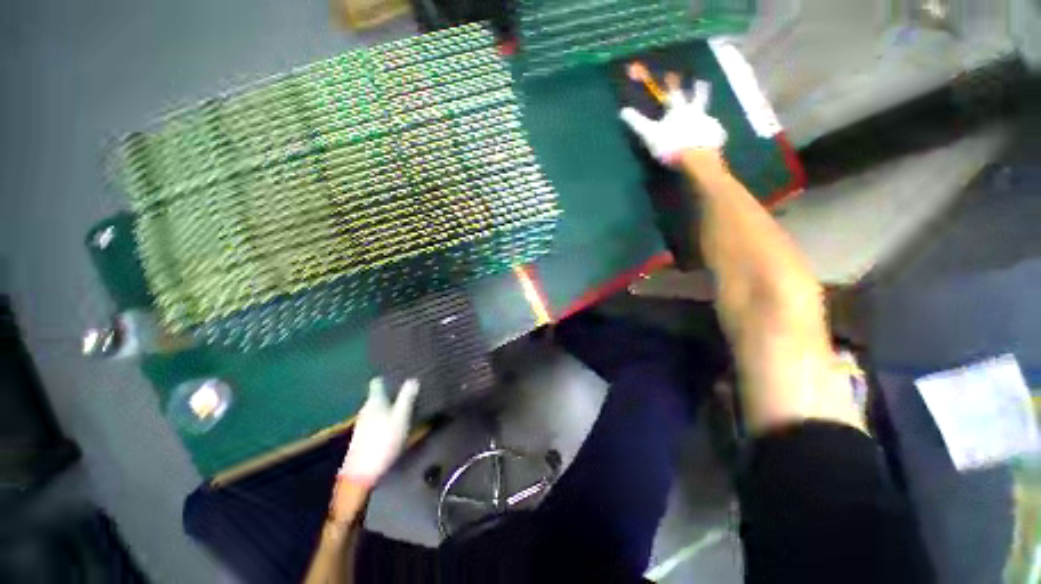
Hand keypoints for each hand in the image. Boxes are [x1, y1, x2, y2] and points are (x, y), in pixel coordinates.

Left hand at [338, 377, 419, 488]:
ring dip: (389, 404)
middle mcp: (366, 408)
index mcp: (375, 401)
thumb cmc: (383, 442)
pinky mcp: (364, 436)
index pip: (378, 381)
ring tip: (406, 403)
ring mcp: (363, 423)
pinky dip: (386, 416)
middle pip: (378, 394)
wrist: (361, 475)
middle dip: (392, 390)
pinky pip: (377, 418)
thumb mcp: (400, 418)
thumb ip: (406, 398)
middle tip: (409, 387)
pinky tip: (395, 421)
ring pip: (378, 407)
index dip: (388, 376)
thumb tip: (413, 378)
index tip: (400, 372)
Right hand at [620, 77, 726, 165]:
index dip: (672, 85)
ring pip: (707, 115)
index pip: (675, 94)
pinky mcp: (716, 136)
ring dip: (705, 114)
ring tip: (706, 117)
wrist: (695, 156)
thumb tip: (622, 111)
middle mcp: (696, 112)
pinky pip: (715, 133)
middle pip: (698, 97)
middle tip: (701, 81)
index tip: (671, 75)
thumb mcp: (649, 134)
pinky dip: (713, 135)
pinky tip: (712, 139)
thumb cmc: (670, 144)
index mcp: (679, 110)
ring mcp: (708, 123)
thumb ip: (637, 122)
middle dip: (698, 89)